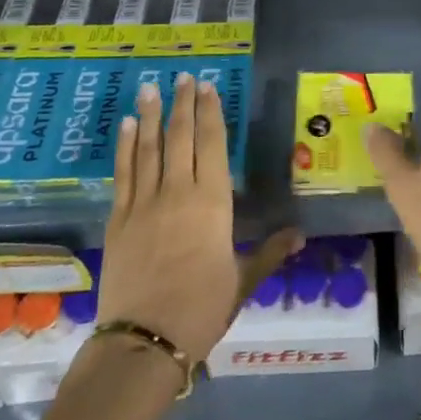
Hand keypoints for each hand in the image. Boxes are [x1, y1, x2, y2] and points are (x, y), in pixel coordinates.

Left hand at [98, 75, 298, 364]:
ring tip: (150, 88)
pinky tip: (126, 126)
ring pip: (149, 148)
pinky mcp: (119, 219)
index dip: (210, 113)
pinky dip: (125, 147)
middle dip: (182, 104)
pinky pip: (123, 174)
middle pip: (180, 137)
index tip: (207, 87)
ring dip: (150, 116)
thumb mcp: (243, 280)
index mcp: (213, 202)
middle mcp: (178, 191)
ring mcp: (144, 203)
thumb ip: (270, 252)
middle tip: (183, 77)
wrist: (144, 342)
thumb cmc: (202, 309)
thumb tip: (301, 234)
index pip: (213, 145)